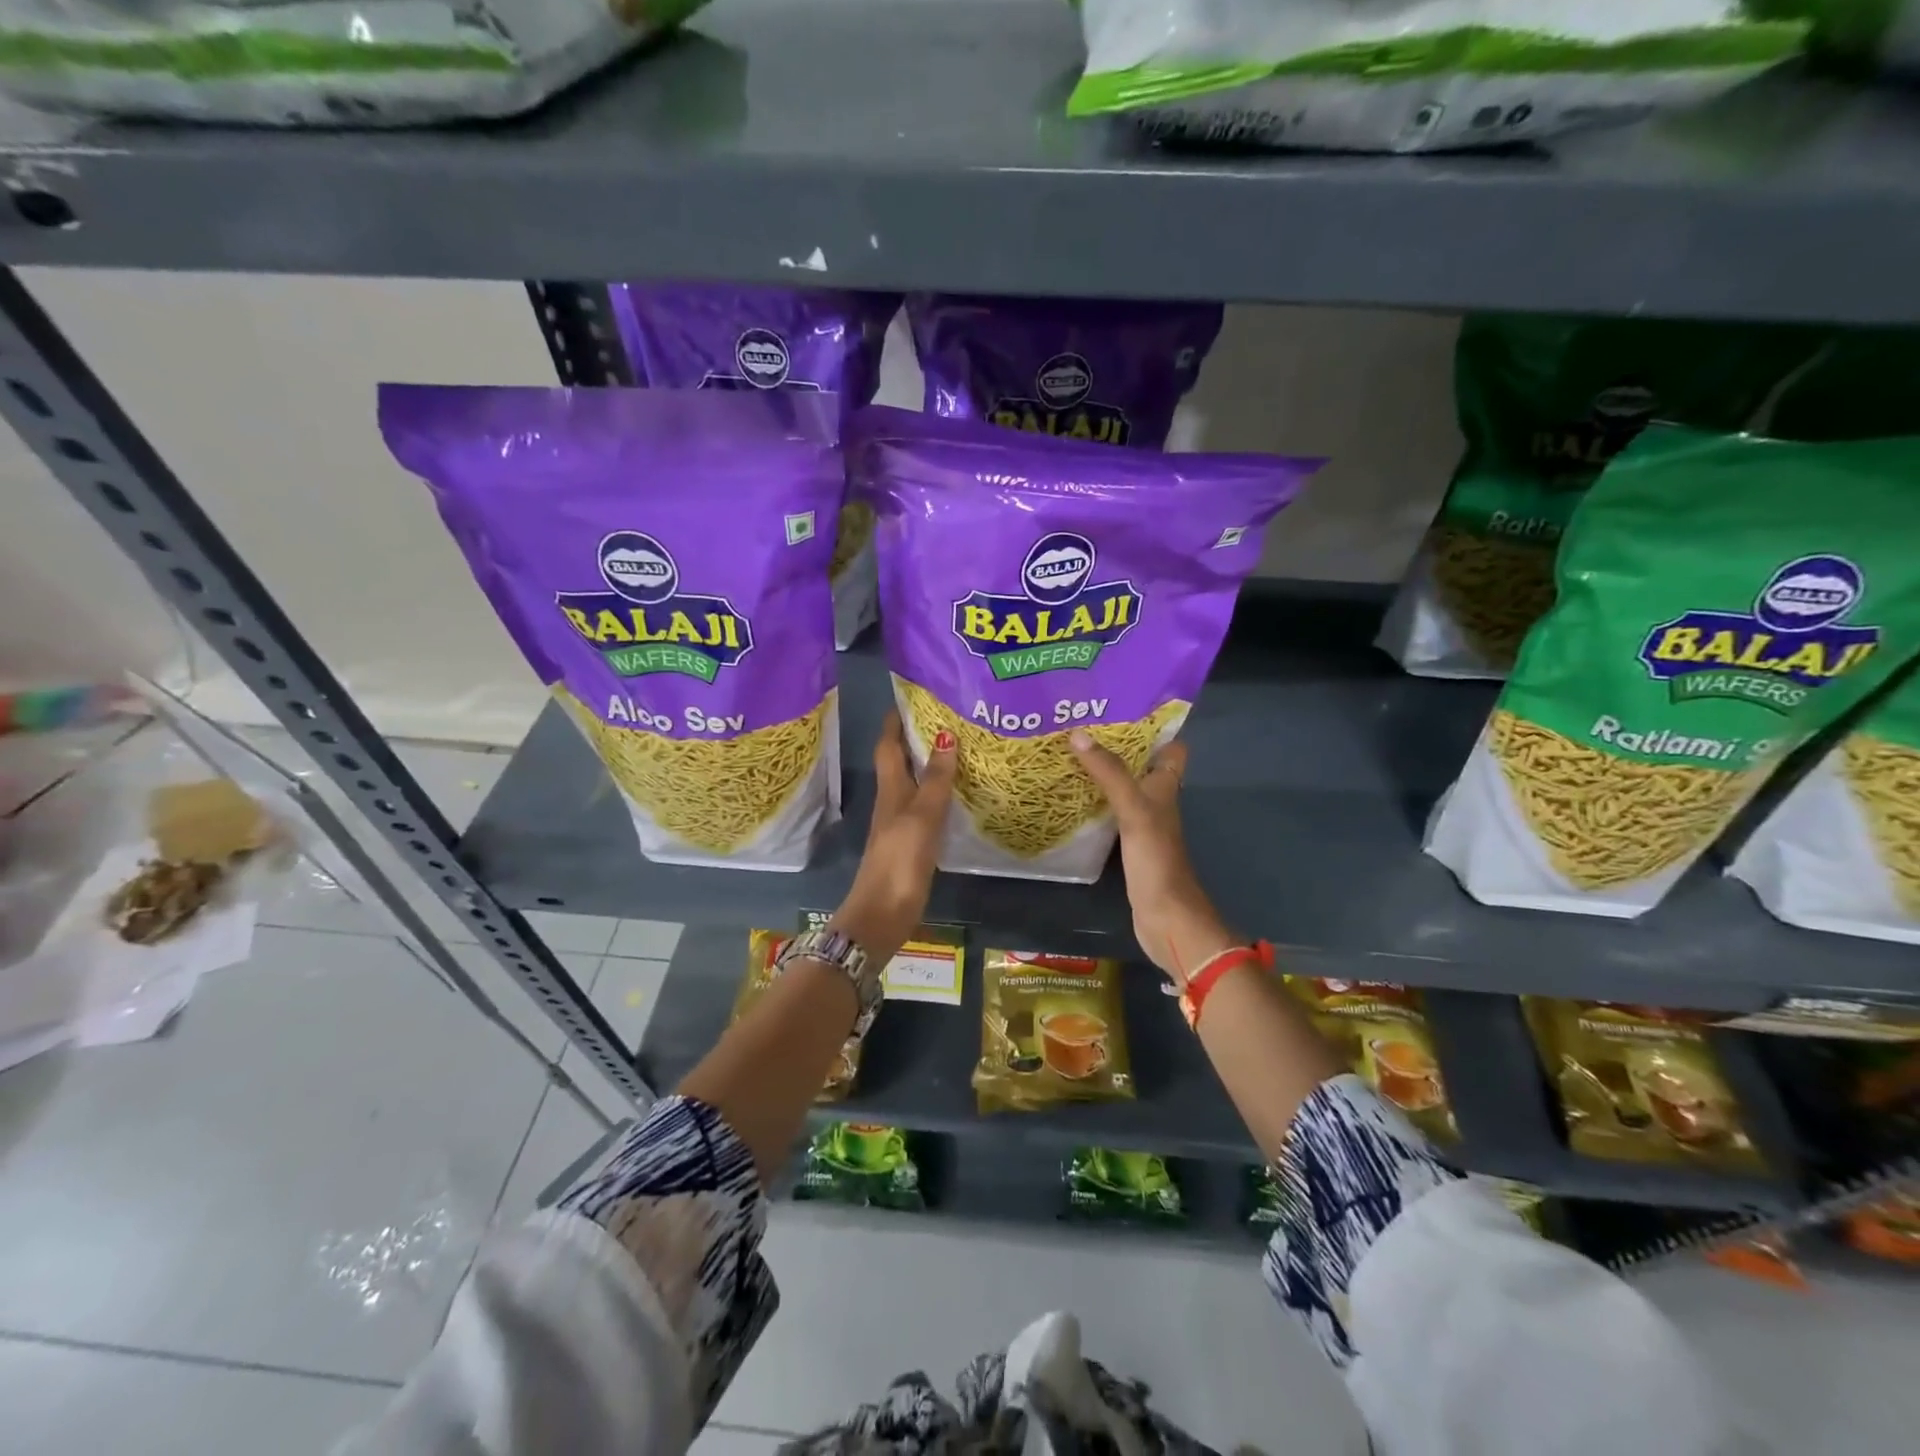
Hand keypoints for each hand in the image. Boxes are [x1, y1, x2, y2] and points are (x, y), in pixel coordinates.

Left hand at [829, 711, 956, 963]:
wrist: (883, 913)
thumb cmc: (900, 859)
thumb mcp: (921, 815)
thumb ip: (936, 779)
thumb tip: (946, 735)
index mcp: (891, 789)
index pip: (888, 745)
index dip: (895, 721)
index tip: (911, 697)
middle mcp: (893, 801)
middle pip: (901, 762)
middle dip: (917, 738)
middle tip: (947, 718)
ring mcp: (901, 824)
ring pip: (914, 784)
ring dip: (930, 765)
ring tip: (959, 749)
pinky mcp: (911, 844)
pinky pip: (925, 808)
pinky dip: (938, 794)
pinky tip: (957, 795)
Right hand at [1069, 731, 1236, 982]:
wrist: (1166, 918)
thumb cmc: (1157, 860)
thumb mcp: (1134, 809)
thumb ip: (1109, 773)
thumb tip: (1078, 733)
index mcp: (1166, 785)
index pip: (1171, 745)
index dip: (1153, 725)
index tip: (1120, 705)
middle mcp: (1157, 799)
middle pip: (1141, 763)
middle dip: (1115, 743)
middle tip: (1079, 723)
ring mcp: (1142, 823)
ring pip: (1123, 786)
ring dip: (1101, 770)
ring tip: (1066, 750)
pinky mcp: (1127, 843)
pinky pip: (1109, 810)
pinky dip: (1092, 800)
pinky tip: (1068, 794)